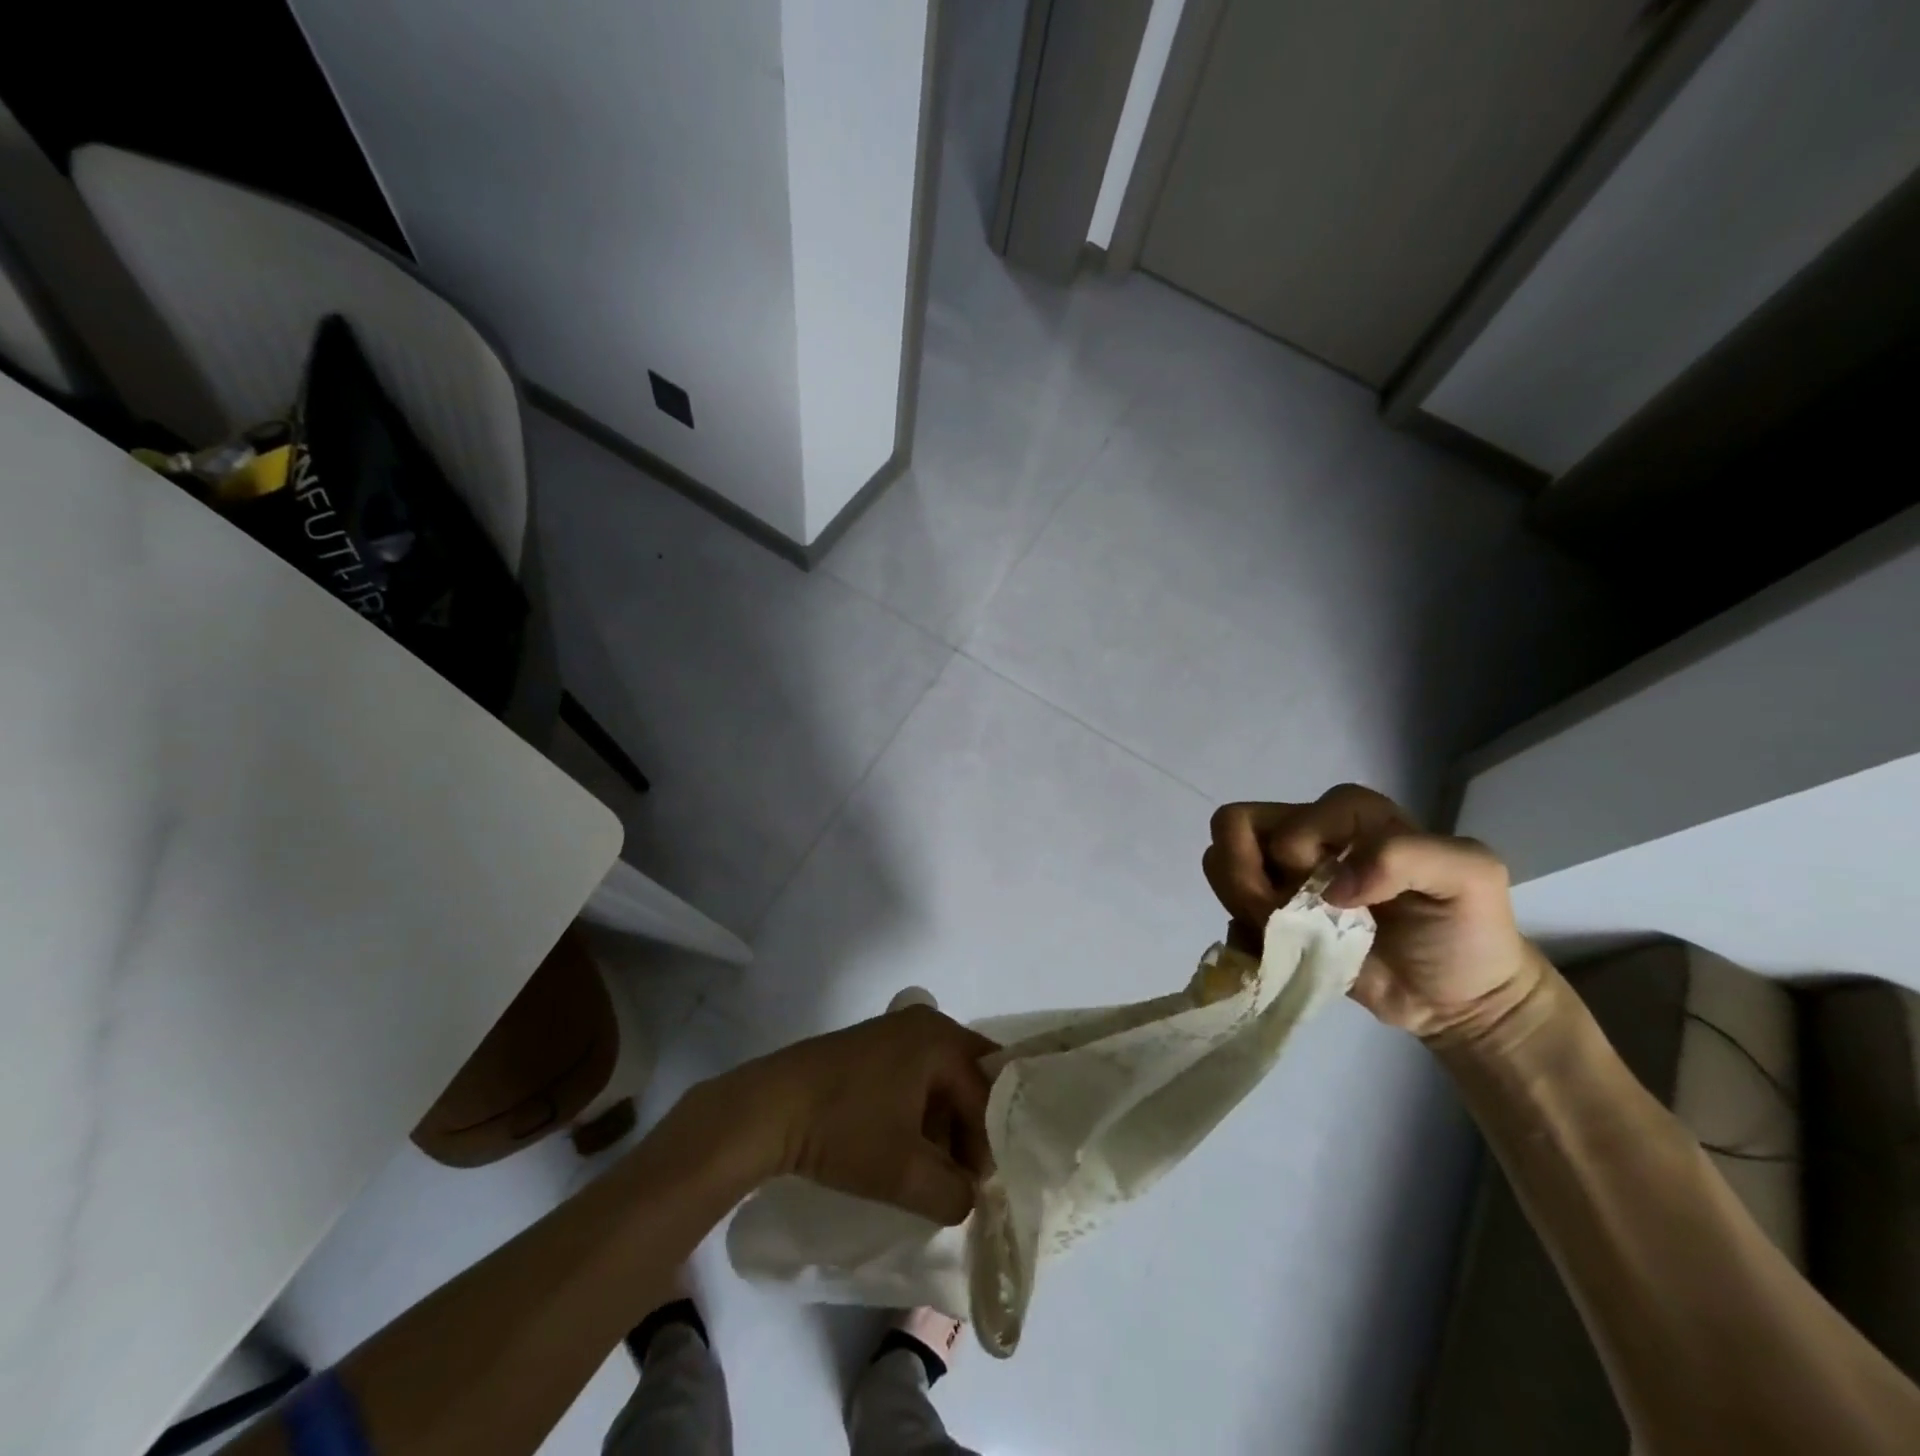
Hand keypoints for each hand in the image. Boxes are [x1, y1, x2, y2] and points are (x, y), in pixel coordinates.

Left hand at [701, 1005, 997, 1224]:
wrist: (769, 1108)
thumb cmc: (844, 1131)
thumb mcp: (905, 1175)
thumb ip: (953, 1193)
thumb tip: (969, 1197)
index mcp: (941, 1039)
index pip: (988, 1093)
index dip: (990, 1144)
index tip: (979, 1189)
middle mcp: (926, 1024)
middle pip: (971, 1079)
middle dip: (973, 1130)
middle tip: (966, 1177)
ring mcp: (896, 1031)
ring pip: (943, 1079)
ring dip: (946, 1124)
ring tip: (936, 1170)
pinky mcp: (873, 1045)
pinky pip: (917, 1076)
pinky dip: (922, 1111)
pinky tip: (908, 1148)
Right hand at [1204, 784, 1541, 1041]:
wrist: (1463, 999)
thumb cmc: (1468, 930)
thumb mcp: (1469, 876)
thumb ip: (1405, 855)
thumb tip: (1332, 887)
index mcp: (1346, 813)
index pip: (1282, 820)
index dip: (1297, 858)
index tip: (1344, 899)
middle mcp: (1305, 835)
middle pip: (1231, 828)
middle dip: (1246, 876)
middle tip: (1287, 914)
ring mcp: (1283, 878)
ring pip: (1219, 866)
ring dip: (1246, 906)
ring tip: (1290, 936)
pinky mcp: (1273, 919)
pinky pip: (1229, 916)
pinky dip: (1246, 937)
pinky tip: (1283, 954)